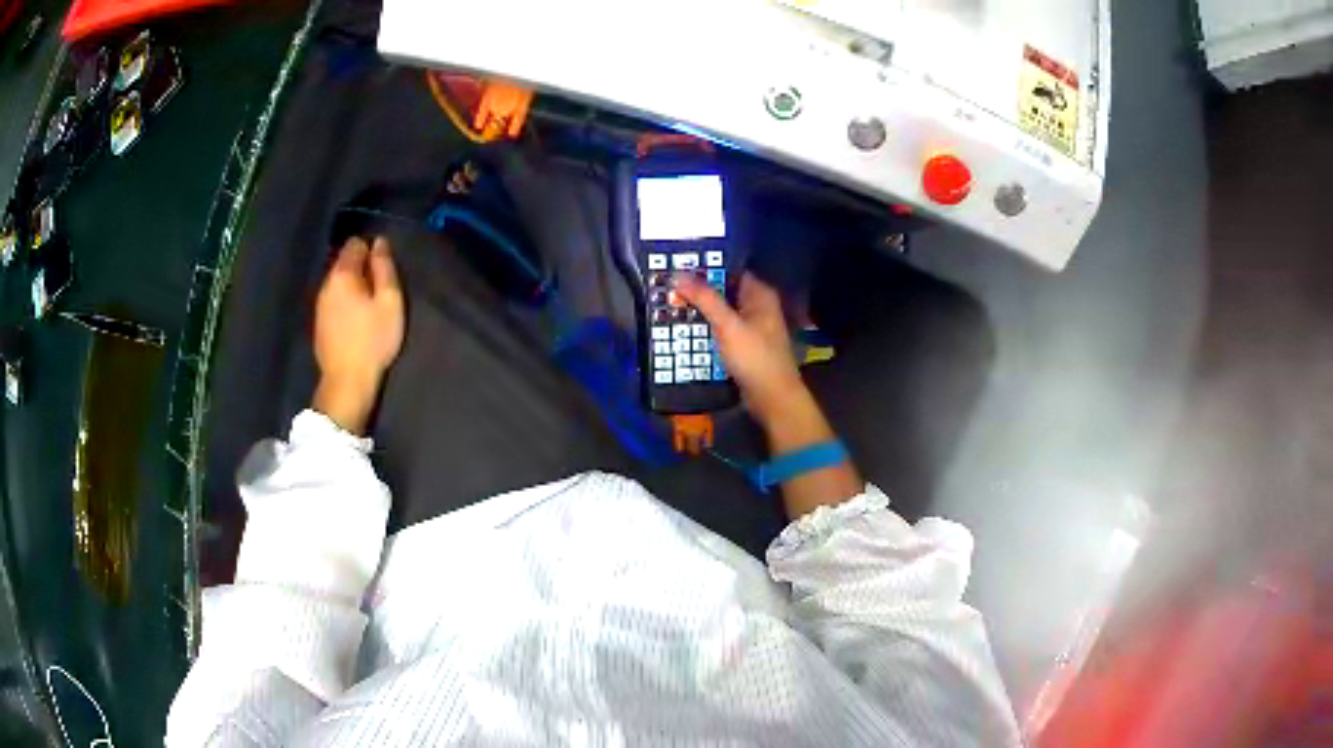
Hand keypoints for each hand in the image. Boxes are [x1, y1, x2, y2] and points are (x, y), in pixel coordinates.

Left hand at [312, 237, 404, 434]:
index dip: (371, 249)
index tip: (384, 267)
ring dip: (352, 286)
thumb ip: (385, 268)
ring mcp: (319, 304)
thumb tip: (379, 243)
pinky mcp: (319, 322)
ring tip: (368, 304)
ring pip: (337, 282)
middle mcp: (326, 284)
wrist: (347, 381)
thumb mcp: (390, 302)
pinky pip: (333, 299)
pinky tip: (355, 319)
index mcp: (343, 274)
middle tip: (379, 288)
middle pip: (343, 262)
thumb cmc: (373, 340)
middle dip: (361, 267)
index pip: (354, 244)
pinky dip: (344, 301)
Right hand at [677, 271, 861, 517]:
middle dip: (698, 290)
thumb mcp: (728, 326)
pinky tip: (685, 328)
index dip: (706, 267)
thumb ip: (705, 299)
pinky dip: (706, 328)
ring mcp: (751, 327)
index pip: (730, 270)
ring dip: (700, 310)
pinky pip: (721, 330)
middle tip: (667, 286)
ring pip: (721, 311)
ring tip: (669, 304)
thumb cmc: (755, 358)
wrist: (773, 399)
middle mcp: (757, 306)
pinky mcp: (744, 346)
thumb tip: (679, 274)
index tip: (678, 265)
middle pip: (724, 291)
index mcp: (760, 295)